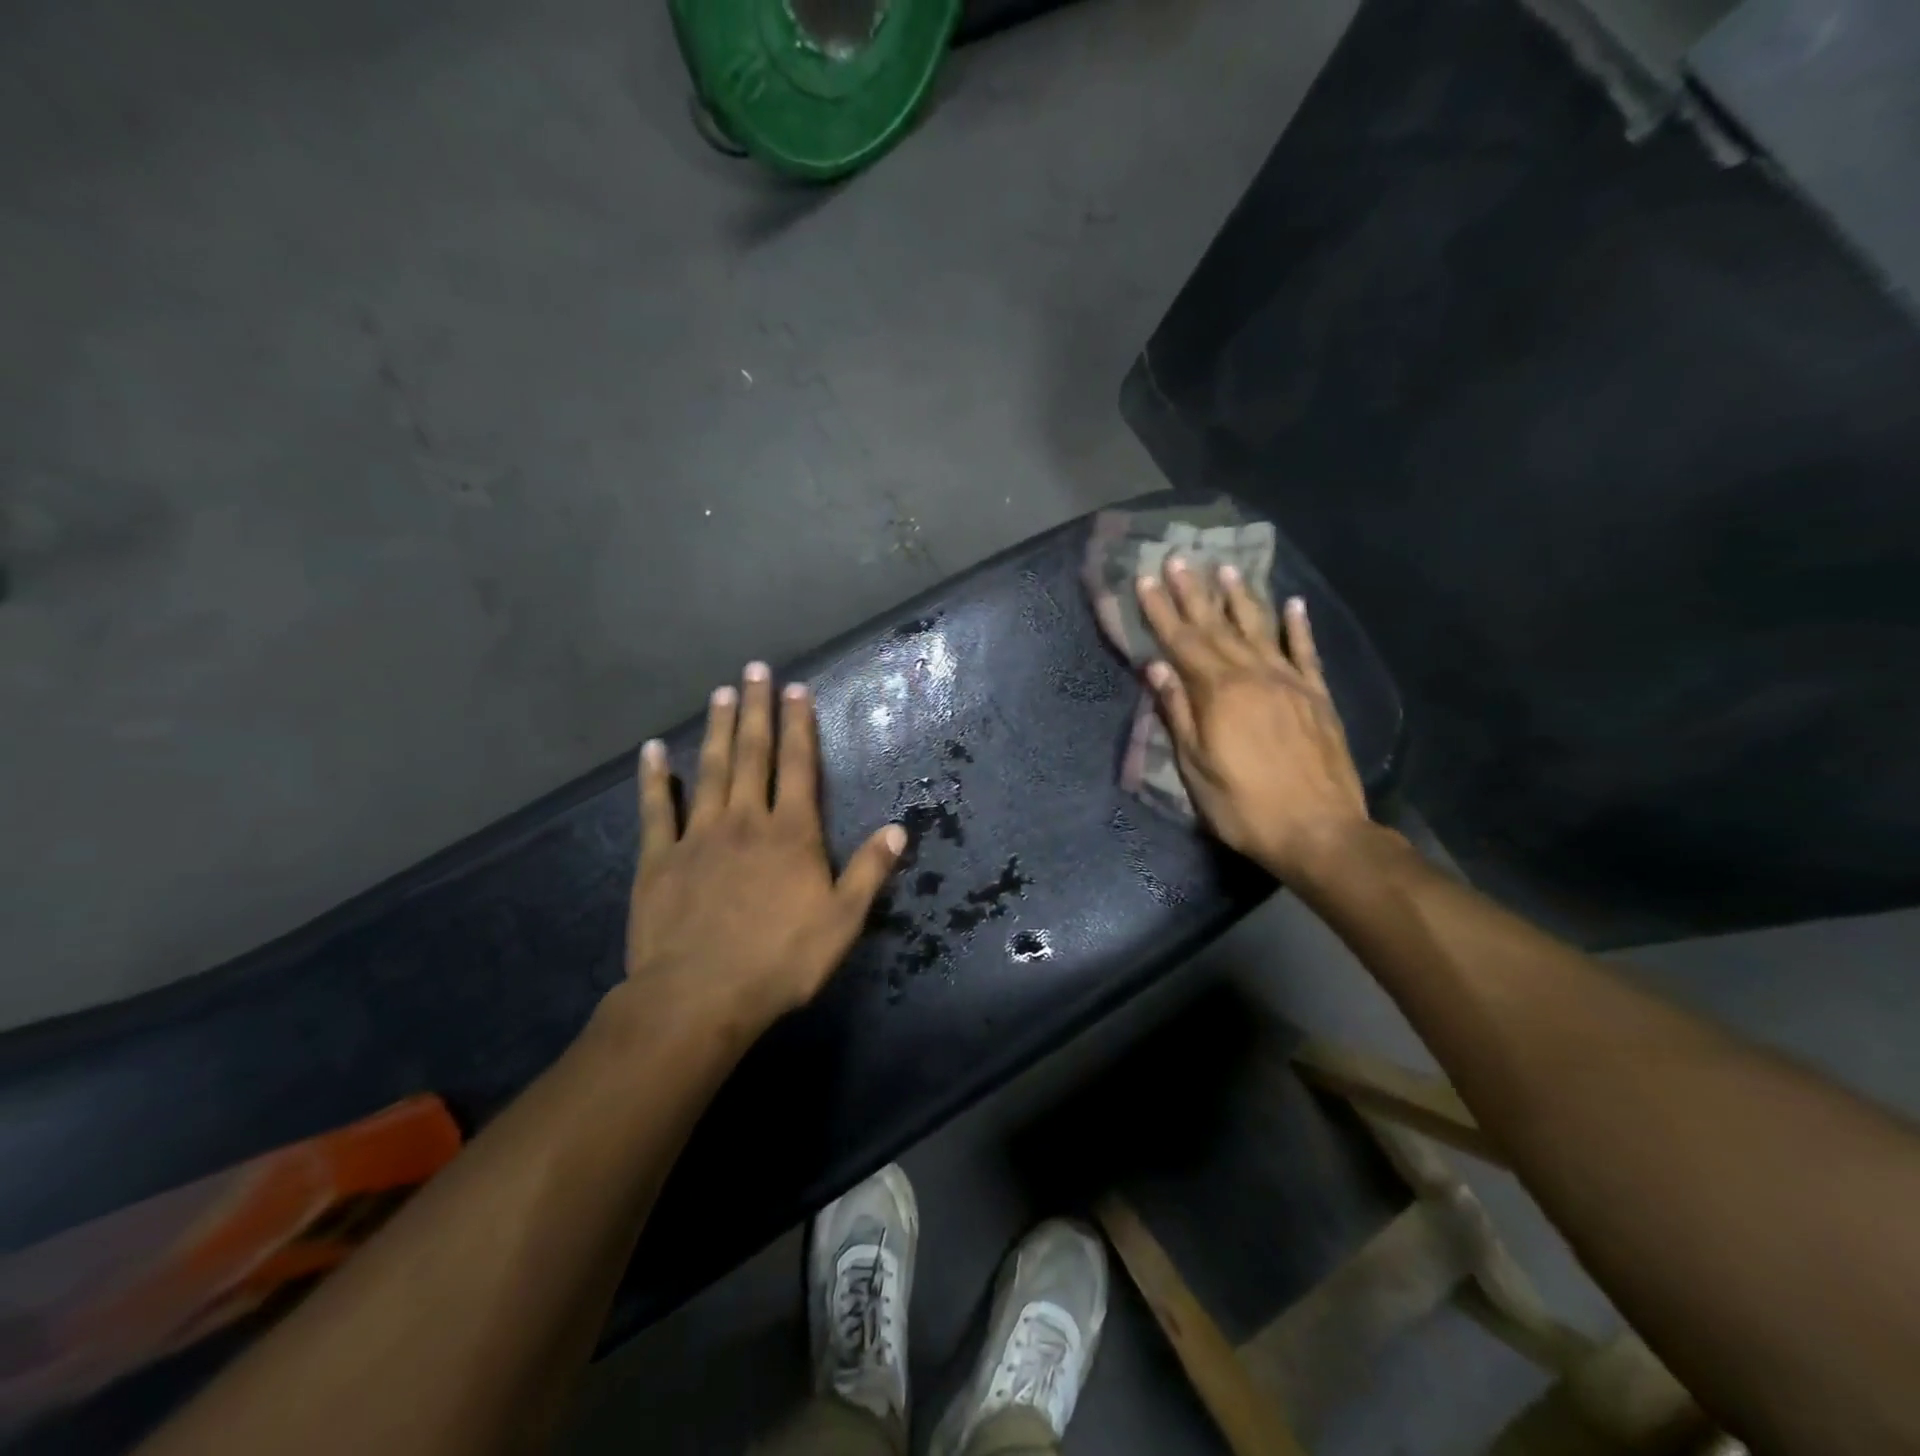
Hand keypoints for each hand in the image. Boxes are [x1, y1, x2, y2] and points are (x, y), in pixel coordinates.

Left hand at [626, 662, 905, 1035]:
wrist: (698, 997)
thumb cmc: (779, 961)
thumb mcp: (841, 922)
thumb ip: (869, 872)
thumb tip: (898, 830)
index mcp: (791, 834)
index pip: (798, 767)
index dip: (799, 726)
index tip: (797, 690)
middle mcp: (745, 821)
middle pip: (753, 755)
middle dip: (757, 710)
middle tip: (754, 670)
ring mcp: (697, 836)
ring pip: (710, 771)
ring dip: (717, 730)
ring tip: (720, 694)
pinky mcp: (659, 859)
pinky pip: (655, 810)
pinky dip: (654, 779)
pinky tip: (651, 751)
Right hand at [1135, 557, 1370, 881]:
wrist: (1320, 831)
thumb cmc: (1244, 806)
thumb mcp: (1196, 767)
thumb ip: (1179, 713)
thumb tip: (1157, 668)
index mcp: (1219, 693)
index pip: (1182, 642)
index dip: (1160, 611)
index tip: (1144, 580)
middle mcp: (1254, 675)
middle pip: (1217, 626)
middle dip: (1193, 592)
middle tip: (1177, 559)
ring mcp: (1290, 682)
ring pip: (1260, 629)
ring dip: (1240, 597)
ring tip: (1225, 569)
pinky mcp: (1317, 697)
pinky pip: (1305, 652)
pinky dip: (1297, 627)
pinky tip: (1293, 604)